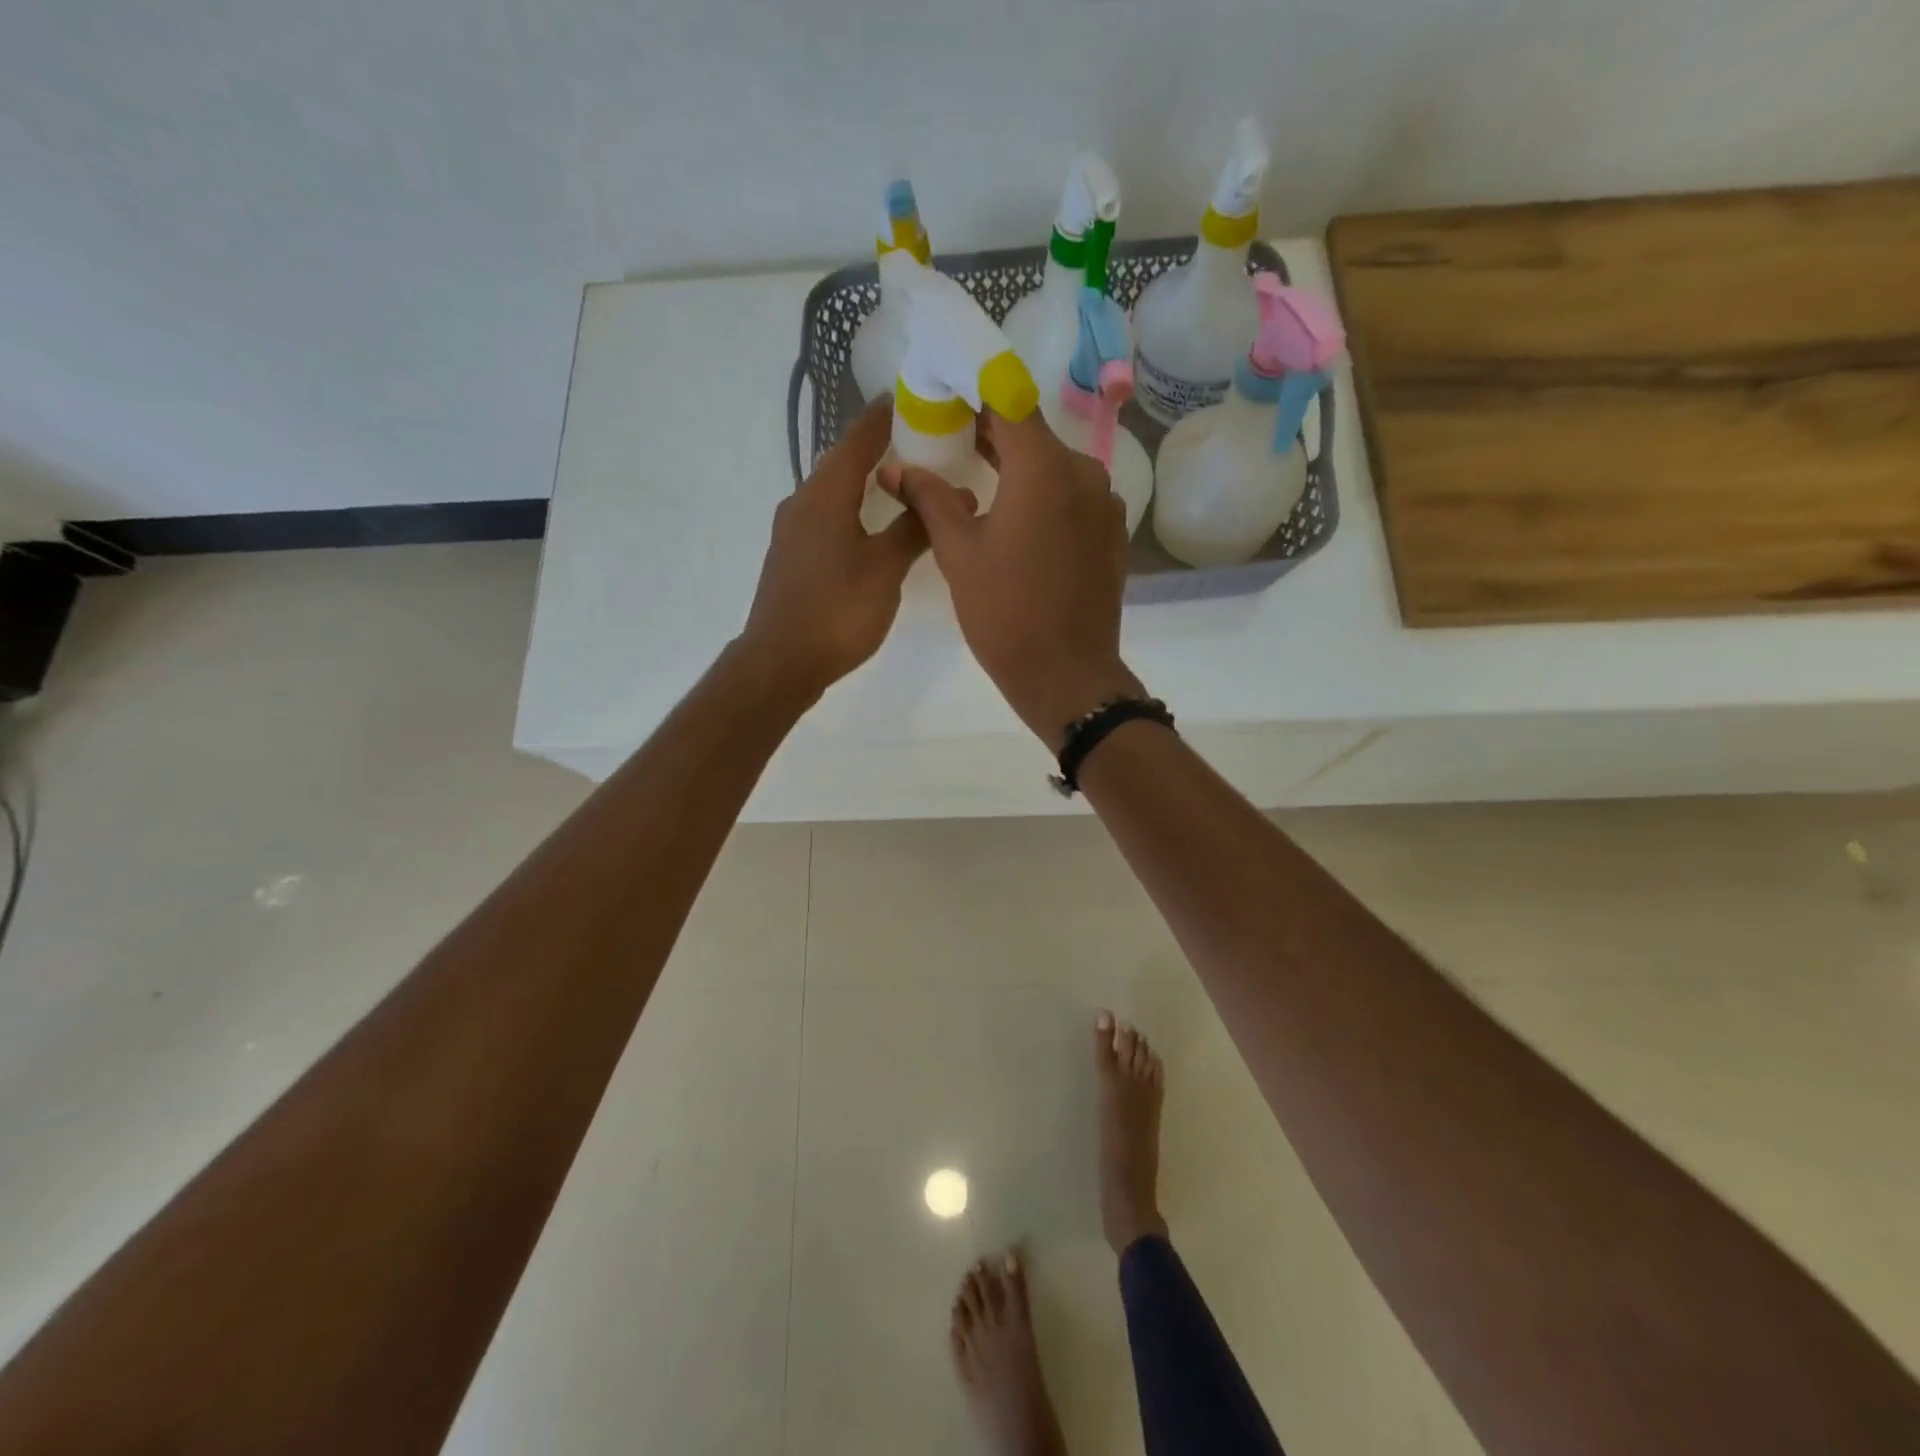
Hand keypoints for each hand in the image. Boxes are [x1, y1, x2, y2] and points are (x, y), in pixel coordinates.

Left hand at [738, 400, 925, 701]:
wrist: (781, 662)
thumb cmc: (837, 611)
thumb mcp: (886, 569)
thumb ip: (915, 528)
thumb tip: (951, 495)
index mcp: (824, 495)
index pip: (857, 439)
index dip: (883, 417)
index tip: (909, 397)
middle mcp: (801, 503)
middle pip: (841, 462)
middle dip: (876, 449)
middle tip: (916, 442)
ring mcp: (791, 532)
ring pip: (831, 492)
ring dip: (862, 482)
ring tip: (899, 482)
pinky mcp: (790, 558)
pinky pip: (824, 517)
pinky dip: (850, 510)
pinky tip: (870, 526)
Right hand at [880, 410, 1142, 749]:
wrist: (1067, 675)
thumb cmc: (1005, 614)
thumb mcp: (957, 554)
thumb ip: (928, 499)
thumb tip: (894, 467)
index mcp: (1044, 468)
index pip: (1007, 400)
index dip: (974, 389)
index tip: (945, 389)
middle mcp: (1083, 471)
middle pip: (1032, 432)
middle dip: (990, 429)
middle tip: (948, 431)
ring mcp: (1104, 502)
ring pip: (1053, 465)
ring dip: (1016, 463)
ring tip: (974, 469)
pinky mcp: (1110, 531)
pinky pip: (1072, 495)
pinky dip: (1042, 492)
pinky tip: (1015, 512)